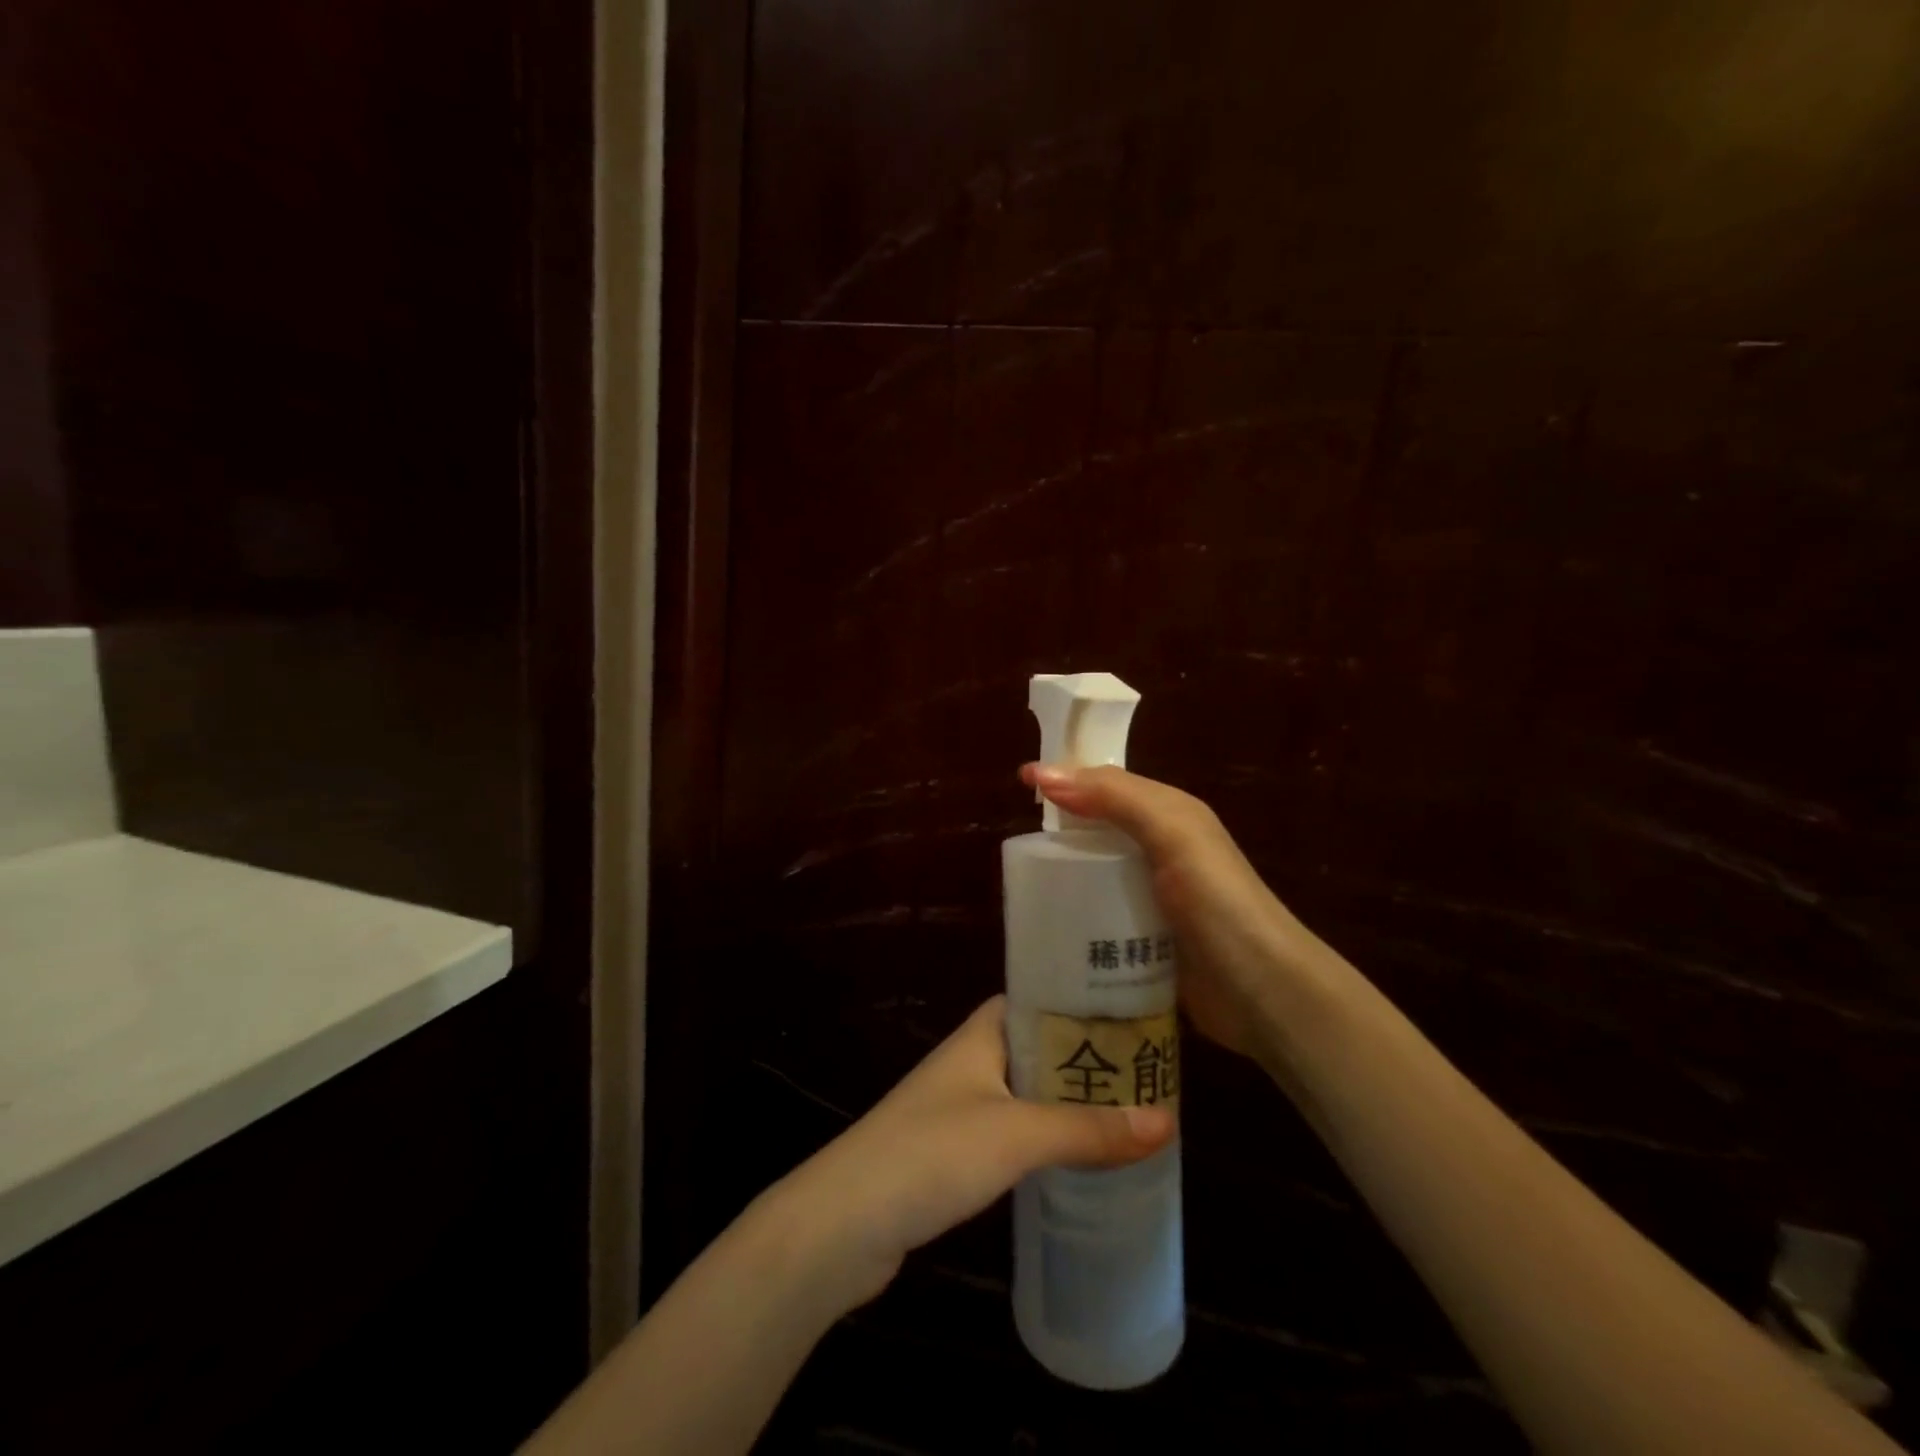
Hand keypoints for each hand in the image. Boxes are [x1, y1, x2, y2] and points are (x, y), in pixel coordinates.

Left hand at [770, 996, 1174, 1310]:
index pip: (1040, 999)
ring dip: (1073, 1102)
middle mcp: (973, 1060)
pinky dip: (1050, 1138)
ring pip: (1031, 1093)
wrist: (844, 1223)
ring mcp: (962, 1106)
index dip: (1085, 1003)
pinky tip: (1082, 1158)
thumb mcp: (1016, 1135)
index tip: (1138, 1015)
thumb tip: (1167, 1120)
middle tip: (1151, 1073)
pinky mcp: (957, 1152)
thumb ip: (1087, 1129)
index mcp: (982, 1033)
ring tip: (1132, 1113)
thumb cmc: (930, 1153)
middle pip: (1042, 1048)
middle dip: (1090, 1059)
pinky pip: (1017, 1131)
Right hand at [1021, 762, 1314, 1060]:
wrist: (1263, 992)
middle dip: (1060, 828)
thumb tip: (1043, 773)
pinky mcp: (1145, 939)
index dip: (1067, 777)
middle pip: (1100, 828)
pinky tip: (1050, 924)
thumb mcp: (1172, 833)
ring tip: (1023, 887)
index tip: (1020, 781)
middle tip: (1016, 842)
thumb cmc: (1218, 902)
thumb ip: (1115, 798)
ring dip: (1065, 875)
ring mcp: (1154, 898)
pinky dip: (1076, 913)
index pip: (1109, 784)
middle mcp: (1162, 850)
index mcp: (1171, 815)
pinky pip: (1101, 914)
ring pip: (1097, 872)